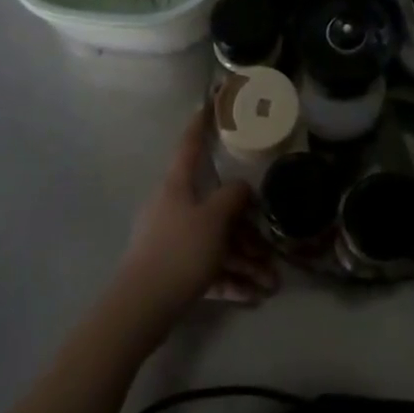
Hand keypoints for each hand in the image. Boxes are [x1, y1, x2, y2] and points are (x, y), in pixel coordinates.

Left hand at [112, 119, 279, 336]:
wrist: (141, 308)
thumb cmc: (179, 251)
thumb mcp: (214, 220)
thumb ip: (233, 197)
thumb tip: (243, 187)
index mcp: (177, 187)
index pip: (190, 146)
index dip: (200, 125)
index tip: (208, 104)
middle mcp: (173, 208)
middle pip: (216, 209)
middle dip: (247, 231)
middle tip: (272, 248)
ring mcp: (171, 241)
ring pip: (216, 243)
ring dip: (245, 262)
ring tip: (272, 284)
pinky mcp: (172, 271)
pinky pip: (208, 268)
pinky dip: (230, 279)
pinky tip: (254, 296)